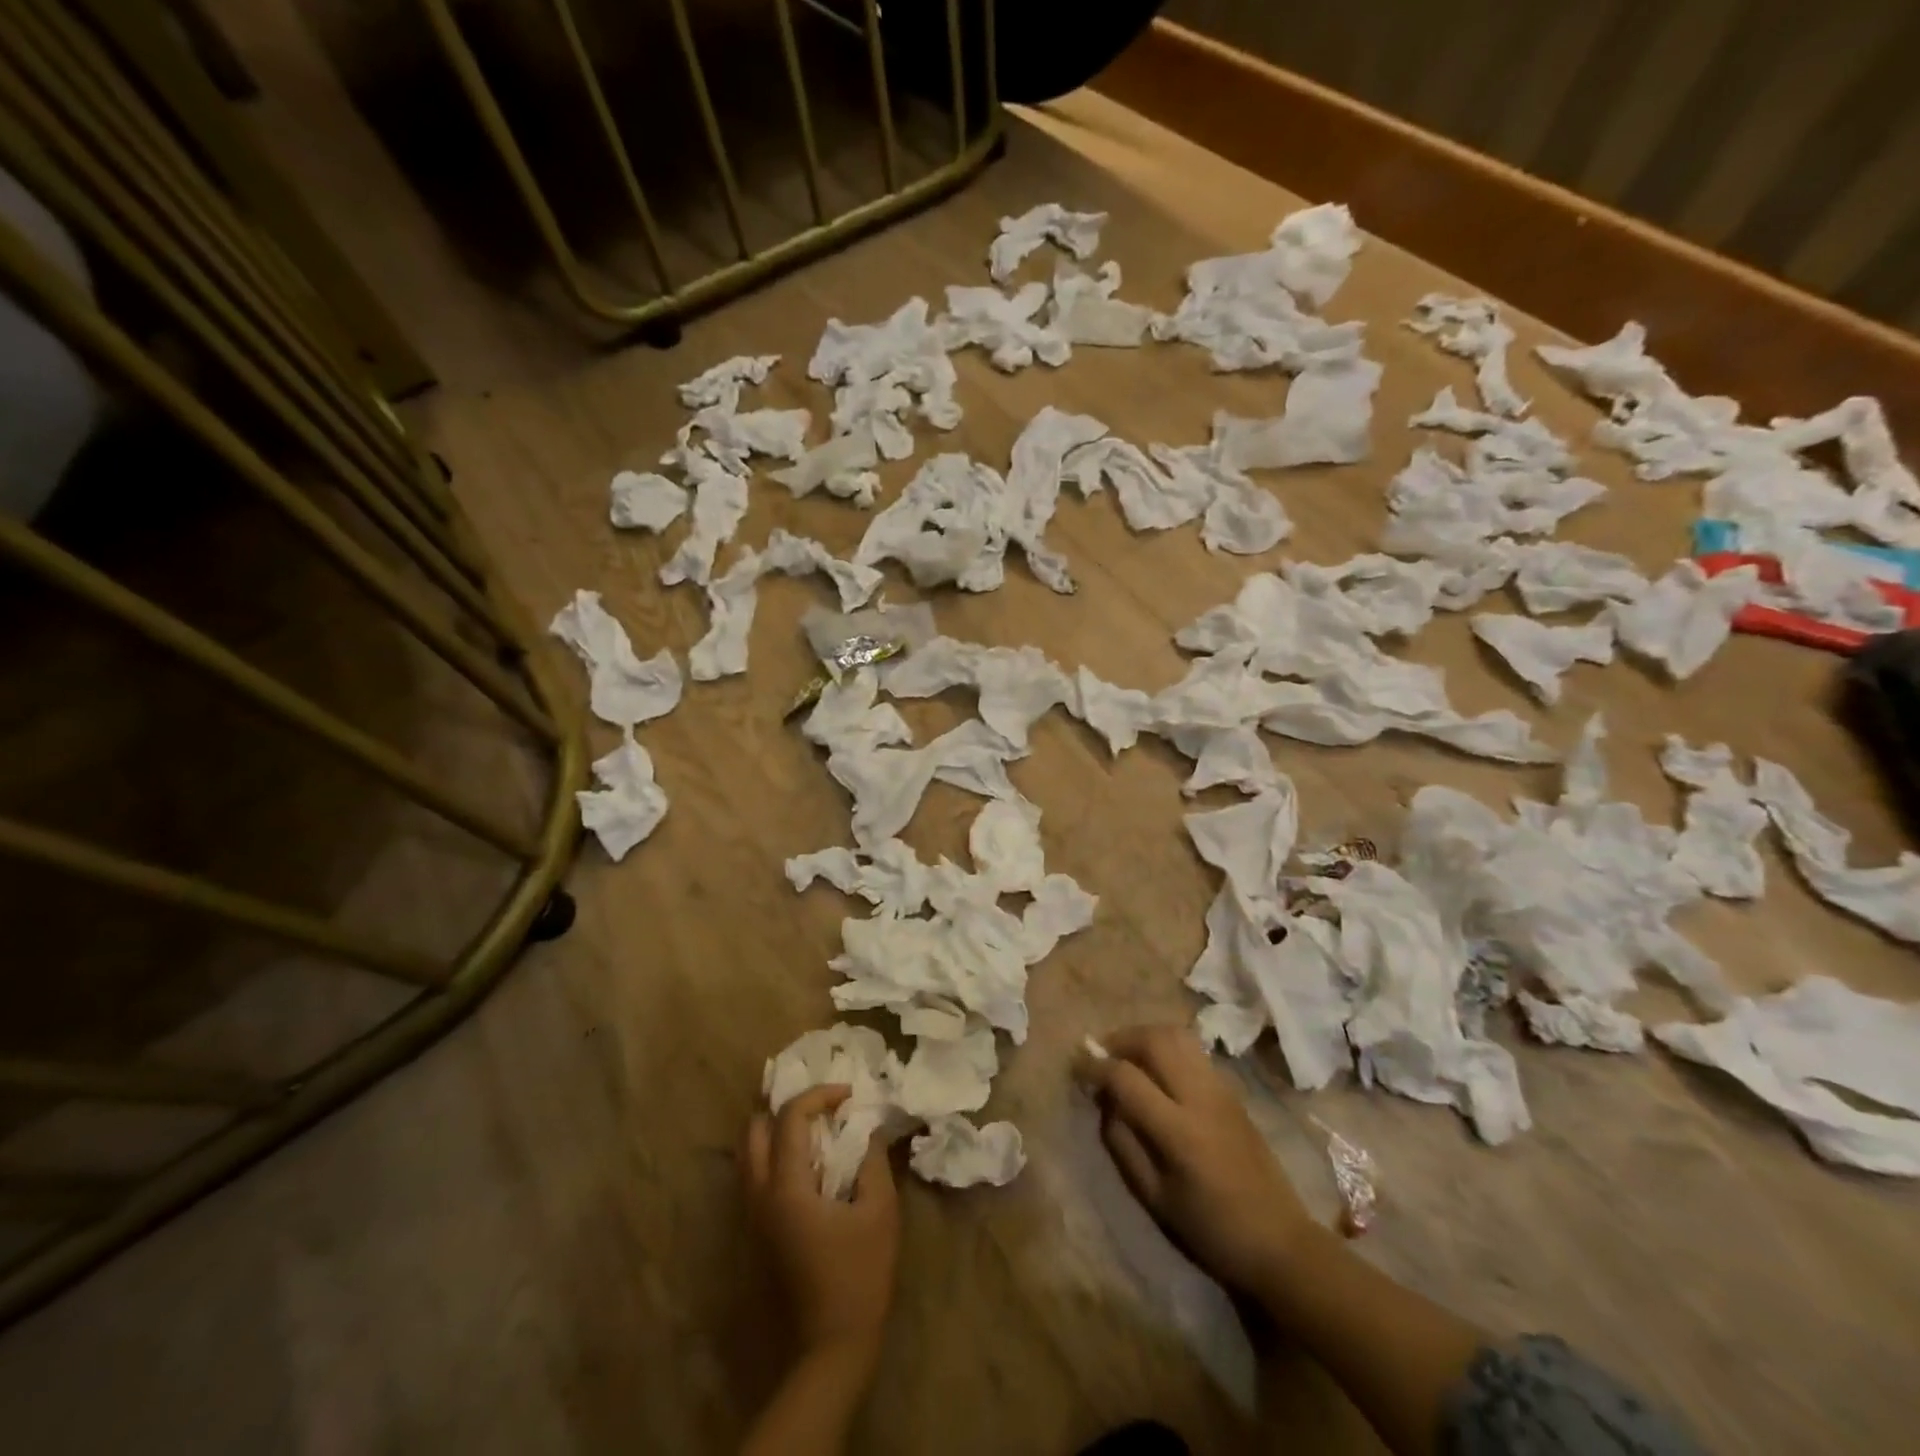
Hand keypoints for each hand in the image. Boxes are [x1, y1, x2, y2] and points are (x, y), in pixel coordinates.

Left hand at [744, 1085, 899, 1359]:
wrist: (833, 1344)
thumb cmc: (860, 1274)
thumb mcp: (879, 1210)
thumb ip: (873, 1159)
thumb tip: (868, 1128)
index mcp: (787, 1187)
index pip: (790, 1118)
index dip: (819, 1095)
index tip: (850, 1095)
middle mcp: (760, 1196)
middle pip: (755, 1130)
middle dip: (788, 1108)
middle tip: (824, 1108)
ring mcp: (755, 1216)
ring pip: (750, 1153)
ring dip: (779, 1130)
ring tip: (817, 1128)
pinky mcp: (760, 1231)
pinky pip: (756, 1175)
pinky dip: (776, 1154)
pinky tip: (810, 1161)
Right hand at [1076, 1025, 1315, 1296]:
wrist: (1280, 1241)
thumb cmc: (1212, 1230)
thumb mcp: (1155, 1198)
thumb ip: (1123, 1145)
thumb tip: (1105, 1103)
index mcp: (1178, 1131)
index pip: (1126, 1078)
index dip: (1095, 1068)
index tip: (1077, 1069)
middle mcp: (1200, 1098)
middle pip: (1154, 1040)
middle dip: (1120, 1039)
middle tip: (1101, 1054)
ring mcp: (1220, 1089)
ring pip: (1177, 1035)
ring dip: (1144, 1036)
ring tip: (1127, 1055)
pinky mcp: (1232, 1090)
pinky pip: (1193, 1050)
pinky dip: (1166, 1046)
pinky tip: (1157, 1069)